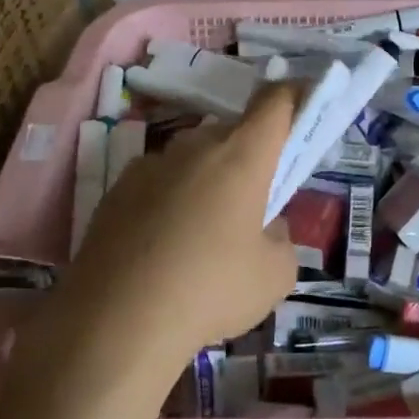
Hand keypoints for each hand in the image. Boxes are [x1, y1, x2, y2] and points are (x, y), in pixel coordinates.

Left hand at [60, 83, 298, 371]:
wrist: (114, 322)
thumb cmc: (210, 291)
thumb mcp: (274, 276)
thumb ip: (280, 239)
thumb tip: (264, 227)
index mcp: (241, 157)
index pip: (274, 103)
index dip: (293, 96)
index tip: (303, 100)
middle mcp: (194, 147)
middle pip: (230, 133)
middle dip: (246, 156)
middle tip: (251, 201)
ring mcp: (149, 166)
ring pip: (190, 158)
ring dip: (205, 179)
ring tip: (202, 233)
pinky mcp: (114, 191)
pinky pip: (156, 183)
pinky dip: (168, 201)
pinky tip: (161, 247)